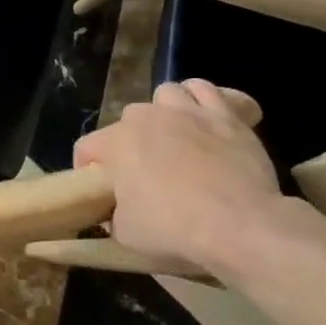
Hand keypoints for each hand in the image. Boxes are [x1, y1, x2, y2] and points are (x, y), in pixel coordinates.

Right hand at [73, 79, 280, 275]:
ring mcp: (188, 112)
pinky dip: (202, 101)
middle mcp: (146, 118)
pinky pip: (207, 91)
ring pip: (166, 94)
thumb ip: (115, 214)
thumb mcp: (126, 233)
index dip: (88, 169)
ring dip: (165, 112)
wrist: (240, 225)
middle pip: (127, 119)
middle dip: (130, 140)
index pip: (86, 147)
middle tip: (143, 170)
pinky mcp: (225, 115)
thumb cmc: (174, 229)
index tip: (101, 192)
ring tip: (175, 135)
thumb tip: (118, 210)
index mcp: (116, 143)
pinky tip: (205, 120)